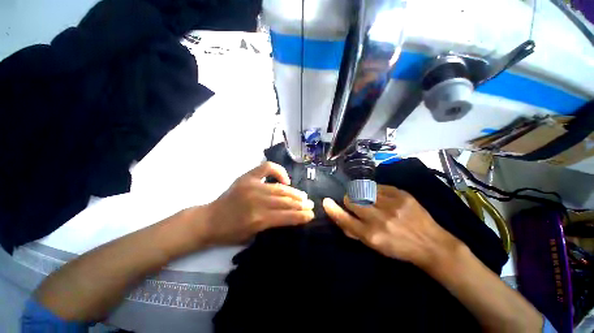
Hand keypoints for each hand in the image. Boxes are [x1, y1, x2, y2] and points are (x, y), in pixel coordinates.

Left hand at [198, 162, 314, 245]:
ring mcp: (252, 186)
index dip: (301, 216)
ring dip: (294, 192)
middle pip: (286, 201)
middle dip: (301, 203)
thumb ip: (272, 225)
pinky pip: (267, 168)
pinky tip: (284, 179)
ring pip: (280, 188)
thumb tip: (290, 216)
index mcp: (258, 219)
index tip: (311, 215)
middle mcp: (257, 201)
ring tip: (303, 195)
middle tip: (311, 204)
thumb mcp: (252, 236)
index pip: (287, 216)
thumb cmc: (230, 233)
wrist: (209, 220)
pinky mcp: (247, 177)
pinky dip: (278, 171)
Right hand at [322, 185, 461, 269]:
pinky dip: (375, 191)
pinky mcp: (401, 194)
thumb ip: (354, 232)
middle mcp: (379, 219)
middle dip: (349, 200)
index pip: (344, 219)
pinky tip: (381, 197)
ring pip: (363, 191)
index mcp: (371, 235)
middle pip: (351, 199)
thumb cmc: (399, 248)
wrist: (432, 244)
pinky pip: (378, 187)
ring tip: (369, 199)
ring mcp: (391, 204)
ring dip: (362, 194)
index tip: (326, 202)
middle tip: (355, 202)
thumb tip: (339, 217)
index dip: (332, 209)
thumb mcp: (375, 246)